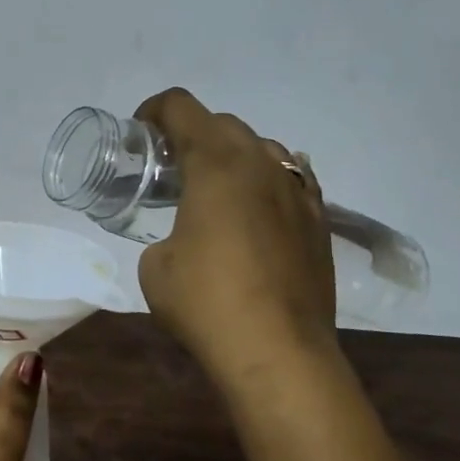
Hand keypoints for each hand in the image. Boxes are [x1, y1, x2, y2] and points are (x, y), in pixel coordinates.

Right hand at [134, 87, 337, 382]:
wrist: (280, 353)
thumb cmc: (206, 302)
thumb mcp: (155, 267)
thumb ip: (164, 236)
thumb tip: (182, 240)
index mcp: (216, 163)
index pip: (181, 107)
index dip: (154, 110)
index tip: (140, 132)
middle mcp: (261, 163)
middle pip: (223, 122)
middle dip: (192, 132)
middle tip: (171, 164)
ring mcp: (297, 191)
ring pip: (263, 147)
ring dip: (233, 154)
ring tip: (215, 187)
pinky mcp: (319, 221)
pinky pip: (291, 179)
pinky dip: (267, 181)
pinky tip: (258, 207)